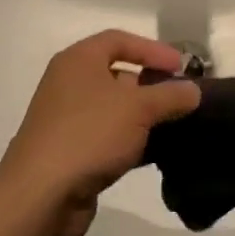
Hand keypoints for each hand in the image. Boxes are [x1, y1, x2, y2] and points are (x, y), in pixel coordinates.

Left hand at [0, 30, 199, 235]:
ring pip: (114, 108)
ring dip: (144, 116)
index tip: (181, 67)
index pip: (119, 40)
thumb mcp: (139, 108)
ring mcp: (67, 119)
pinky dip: (131, 140)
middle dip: (151, 84)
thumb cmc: (89, 134)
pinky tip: (156, 153)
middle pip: (117, 73)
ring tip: (175, 125)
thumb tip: (193, 90)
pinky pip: (108, 137)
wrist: (41, 195)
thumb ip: (170, 95)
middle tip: (181, 97)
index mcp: (78, 61)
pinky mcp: (70, 151)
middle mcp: (69, 84)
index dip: (153, 49)